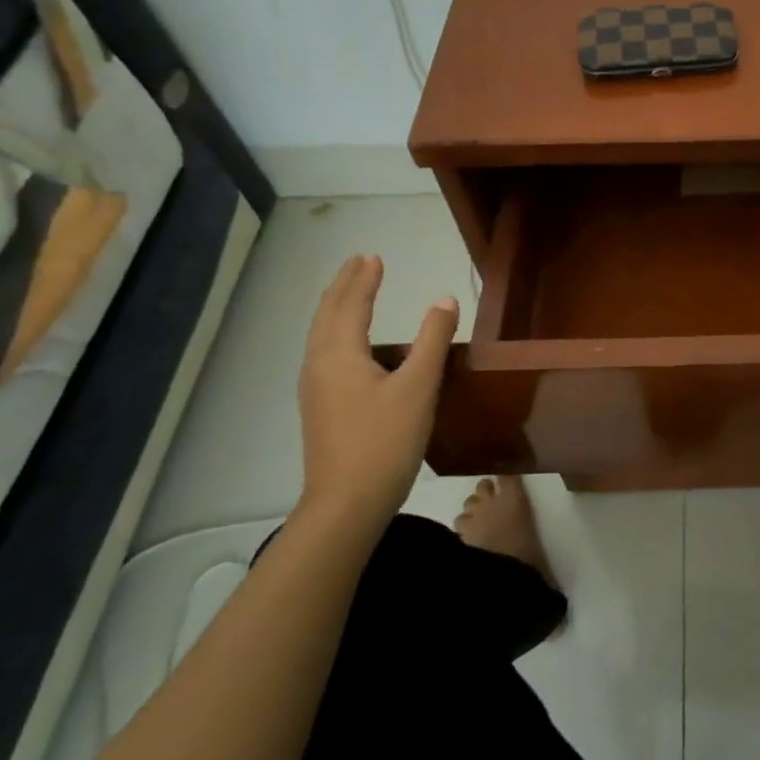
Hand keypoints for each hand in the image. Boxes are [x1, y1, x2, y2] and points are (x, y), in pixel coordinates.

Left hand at [296, 255, 457, 535]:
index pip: (350, 305)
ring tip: (354, 293)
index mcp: (339, 355)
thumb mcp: (419, 387)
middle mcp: (319, 365)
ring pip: (322, 336)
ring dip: (338, 308)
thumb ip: (432, 340)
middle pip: (327, 316)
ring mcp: (316, 389)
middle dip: (344, 287)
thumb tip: (444, 299)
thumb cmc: (385, 440)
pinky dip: (337, 333)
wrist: (346, 503)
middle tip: (359, 263)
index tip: (374, 257)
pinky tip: (352, 345)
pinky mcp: (321, 408)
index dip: (364, 280)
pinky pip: (325, 354)